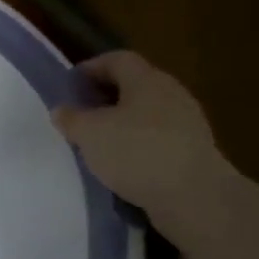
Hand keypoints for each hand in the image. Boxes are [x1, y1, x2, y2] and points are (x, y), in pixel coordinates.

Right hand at [51, 51, 230, 226]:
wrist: (196, 198)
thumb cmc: (137, 153)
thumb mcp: (90, 134)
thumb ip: (71, 118)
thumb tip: (62, 110)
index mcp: (146, 80)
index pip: (117, 59)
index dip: (91, 67)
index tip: (70, 85)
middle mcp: (170, 94)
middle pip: (133, 85)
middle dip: (105, 97)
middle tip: (81, 114)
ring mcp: (187, 123)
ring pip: (146, 113)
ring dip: (122, 123)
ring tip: (98, 143)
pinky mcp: (193, 151)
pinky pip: (158, 139)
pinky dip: (138, 145)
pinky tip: (123, 165)